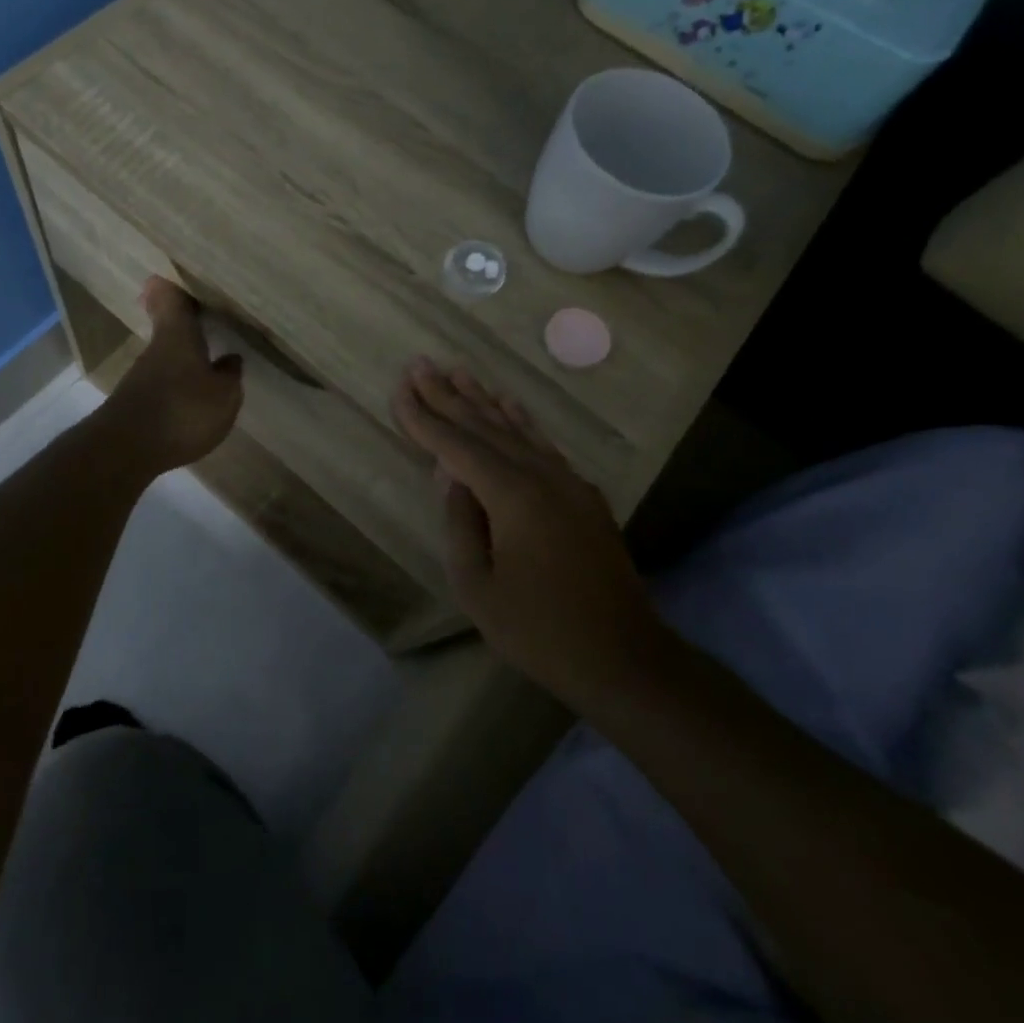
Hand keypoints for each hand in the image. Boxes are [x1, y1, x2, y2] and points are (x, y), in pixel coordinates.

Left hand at [101, 278, 244, 473]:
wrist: (125, 451)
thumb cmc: (182, 411)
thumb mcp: (223, 395)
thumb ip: (229, 375)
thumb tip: (230, 359)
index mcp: (178, 334)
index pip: (170, 297)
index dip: (174, 285)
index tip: (180, 276)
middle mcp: (157, 348)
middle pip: (168, 325)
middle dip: (185, 320)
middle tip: (207, 314)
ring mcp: (142, 376)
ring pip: (166, 353)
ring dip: (184, 354)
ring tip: (210, 357)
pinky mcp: (136, 402)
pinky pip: (162, 381)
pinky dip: (177, 381)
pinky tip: (193, 394)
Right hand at [391, 357, 669, 708]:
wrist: (625, 658)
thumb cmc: (540, 630)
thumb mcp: (478, 587)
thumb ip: (459, 523)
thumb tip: (449, 475)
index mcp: (512, 496)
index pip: (456, 446)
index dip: (423, 418)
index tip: (398, 389)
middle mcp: (541, 475)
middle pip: (485, 426)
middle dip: (448, 395)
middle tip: (420, 364)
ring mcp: (567, 482)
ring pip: (515, 429)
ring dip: (482, 399)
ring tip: (456, 371)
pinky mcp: (583, 494)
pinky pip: (542, 444)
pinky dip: (519, 421)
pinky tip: (507, 405)